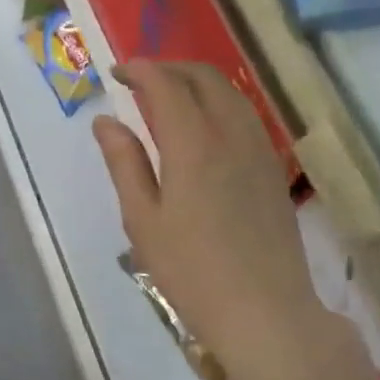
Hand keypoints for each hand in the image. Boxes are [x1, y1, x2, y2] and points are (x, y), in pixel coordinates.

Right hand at [93, 61, 317, 379]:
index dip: (140, 70)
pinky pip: (245, 115)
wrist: (265, 311)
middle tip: (140, 81)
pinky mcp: (273, 169)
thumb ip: (124, 163)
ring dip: (197, 82)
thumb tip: (106, 120)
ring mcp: (259, 150)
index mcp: (193, 144)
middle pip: (204, 78)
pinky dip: (219, 103)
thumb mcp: (143, 220)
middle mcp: (231, 135)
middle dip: (170, 68)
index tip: (117, 73)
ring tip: (169, 97)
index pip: (166, 85)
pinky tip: (203, 126)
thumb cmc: (191, 270)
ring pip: (230, 93)